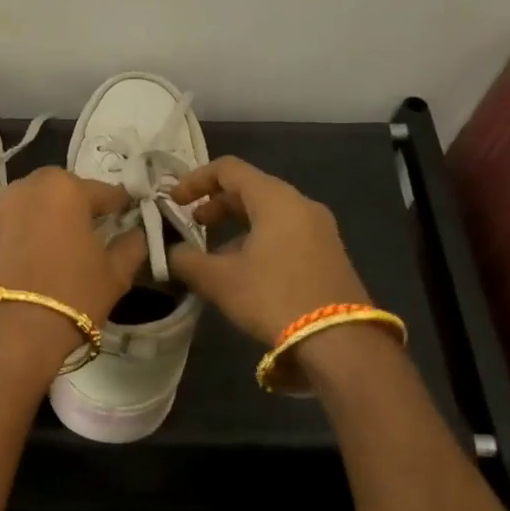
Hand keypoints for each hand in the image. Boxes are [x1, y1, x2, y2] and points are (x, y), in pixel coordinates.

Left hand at [0, 168, 147, 377]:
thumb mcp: (115, 275)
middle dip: (76, 204)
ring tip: (58, 247)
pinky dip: (21, 239)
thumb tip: (136, 234)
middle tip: (90, 229)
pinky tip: (29, 265)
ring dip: (45, 219)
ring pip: (29, 207)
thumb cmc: (72, 296)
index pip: (103, 191)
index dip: (120, 204)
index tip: (128, 214)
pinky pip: (8, 230)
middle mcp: (26, 190)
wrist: (7, 334)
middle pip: (60, 190)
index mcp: (65, 189)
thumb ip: (131, 247)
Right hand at [167, 156, 370, 344]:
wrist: (340, 341)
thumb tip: (169, 253)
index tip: (173, 201)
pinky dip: (258, 239)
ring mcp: (320, 229)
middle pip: (250, 189)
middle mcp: (301, 204)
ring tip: (212, 255)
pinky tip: (244, 272)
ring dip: (236, 226)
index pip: (228, 169)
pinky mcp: (328, 253)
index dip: (195, 180)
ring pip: (268, 213)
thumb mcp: (220, 280)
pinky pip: (285, 232)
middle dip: (215, 204)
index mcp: (275, 199)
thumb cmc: (274, 297)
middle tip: (191, 226)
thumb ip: (186, 260)